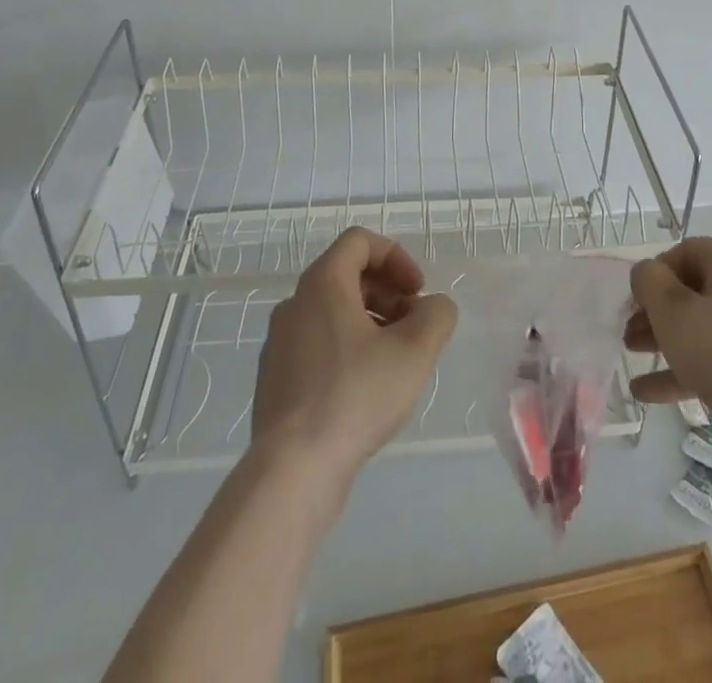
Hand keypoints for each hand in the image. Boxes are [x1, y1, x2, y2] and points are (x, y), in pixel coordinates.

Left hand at [251, 228, 457, 488]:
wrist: (292, 470)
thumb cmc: (356, 395)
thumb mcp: (416, 350)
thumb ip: (436, 314)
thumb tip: (433, 307)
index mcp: (322, 283)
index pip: (360, 242)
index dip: (396, 257)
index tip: (417, 291)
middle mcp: (294, 303)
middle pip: (347, 275)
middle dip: (388, 292)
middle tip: (413, 325)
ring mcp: (279, 342)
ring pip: (332, 312)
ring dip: (370, 321)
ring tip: (395, 360)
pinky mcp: (275, 379)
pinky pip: (317, 344)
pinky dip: (347, 349)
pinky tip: (365, 389)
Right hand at [624, 237, 711, 431]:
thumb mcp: (673, 311)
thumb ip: (649, 282)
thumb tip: (647, 274)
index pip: (683, 252)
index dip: (653, 275)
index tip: (633, 304)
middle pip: (694, 290)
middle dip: (656, 312)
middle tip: (629, 335)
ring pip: (705, 326)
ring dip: (667, 340)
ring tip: (634, 359)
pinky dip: (688, 370)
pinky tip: (649, 394)